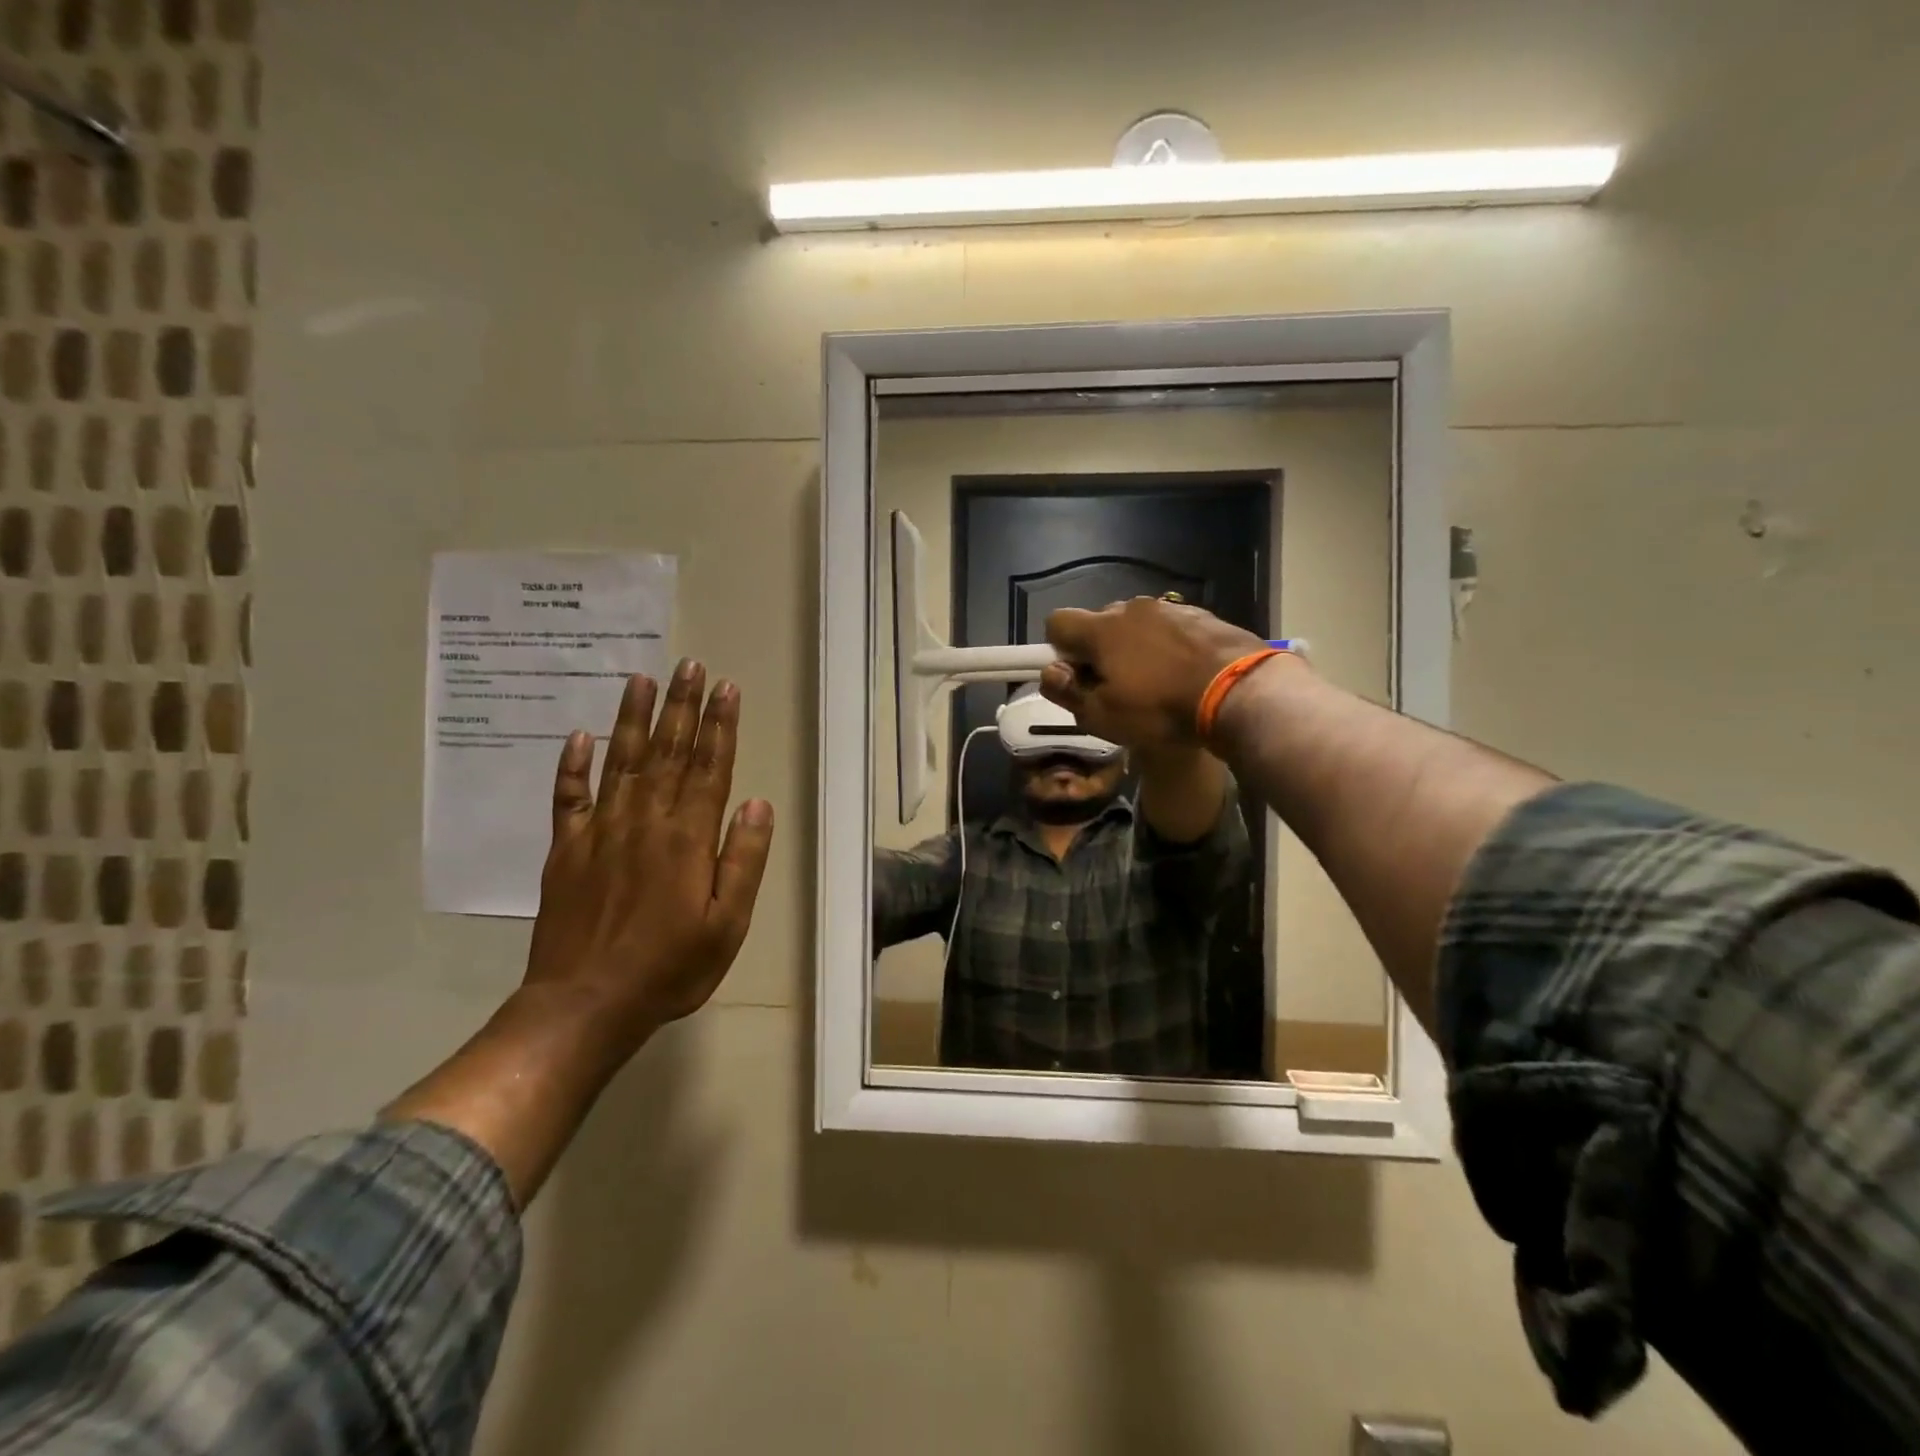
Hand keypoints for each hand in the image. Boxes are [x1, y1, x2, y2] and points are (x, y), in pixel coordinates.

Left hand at [523, 659, 774, 1045]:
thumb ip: (743, 859)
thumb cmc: (669, 968)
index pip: (710, 768)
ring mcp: (600, 833)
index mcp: (687, 838)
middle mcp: (645, 822)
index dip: (721, 726)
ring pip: (621, 762)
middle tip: (689, 666)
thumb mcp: (727, 924)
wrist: (585, 1005)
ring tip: (641, 679)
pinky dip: (572, 766)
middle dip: (682, 706)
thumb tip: (756, 803)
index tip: (727, 688)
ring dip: (634, 719)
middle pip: (668, 752)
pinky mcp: (566, 851)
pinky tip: (579, 737)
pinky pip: (568, 798)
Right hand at [1040, 596, 1278, 748]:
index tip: (1076, 676)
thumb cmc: (1160, 709)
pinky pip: (1170, 629)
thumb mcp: (1102, 715)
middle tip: (1117, 687)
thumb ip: (1066, 691)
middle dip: (1099, 650)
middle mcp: (1131, 608)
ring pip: (1137, 626)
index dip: (1059, 649)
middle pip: (1099, 622)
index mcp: (1101, 629)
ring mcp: (1170, 608)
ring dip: (1136, 648)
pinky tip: (1185, 675)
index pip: (1058, 622)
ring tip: (1157, 683)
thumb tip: (1051, 671)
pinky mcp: (1203, 616)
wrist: (1240, 692)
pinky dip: (1168, 647)